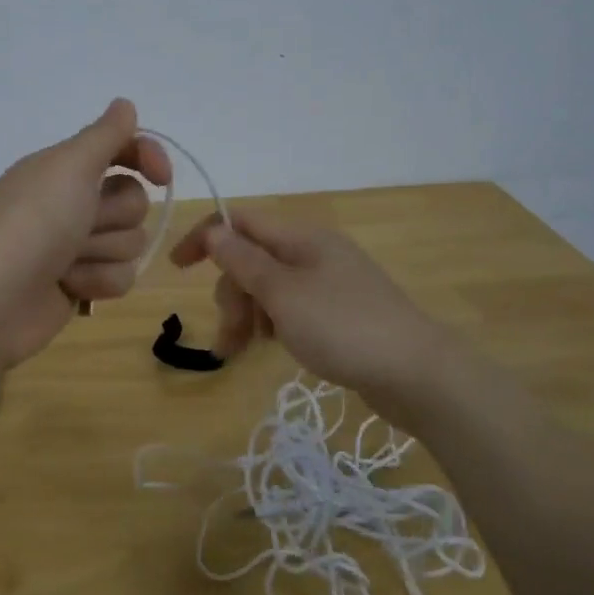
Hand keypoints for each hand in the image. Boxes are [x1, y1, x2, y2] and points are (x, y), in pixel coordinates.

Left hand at [0, 99, 170, 369]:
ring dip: (102, 252)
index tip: (161, 176)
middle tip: (80, 225)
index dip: (146, 158)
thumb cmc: (34, 223)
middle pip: (134, 201)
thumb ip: (105, 135)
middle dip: (113, 217)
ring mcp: (76, 246)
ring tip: (67, 262)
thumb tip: (125, 104)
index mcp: (65, 169)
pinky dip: (97, 281)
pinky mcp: (81, 284)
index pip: (123, 150)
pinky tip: (69, 288)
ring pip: (131, 243)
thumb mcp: (70, 166)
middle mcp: (72, 203)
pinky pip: (121, 277)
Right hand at [169, 208, 447, 418]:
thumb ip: (244, 261)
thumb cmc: (343, 328)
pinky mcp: (337, 312)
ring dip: (247, 314)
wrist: (416, 373)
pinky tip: (270, 347)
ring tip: (241, 352)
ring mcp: (328, 282)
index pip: (240, 221)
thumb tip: (214, 230)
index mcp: (301, 238)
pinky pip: (289, 308)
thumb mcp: (283, 294)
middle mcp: (313, 252)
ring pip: (268, 287)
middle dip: (231, 293)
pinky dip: (271, 324)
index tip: (177, 269)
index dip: (205, 238)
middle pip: (252, 259)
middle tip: (231, 335)